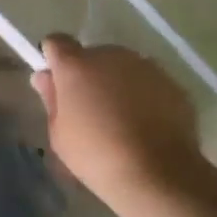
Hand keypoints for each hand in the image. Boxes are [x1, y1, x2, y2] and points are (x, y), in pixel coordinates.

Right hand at [33, 34, 202, 207]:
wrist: (157, 174)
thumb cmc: (96, 156)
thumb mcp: (59, 134)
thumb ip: (51, 99)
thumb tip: (45, 77)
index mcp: (76, 66)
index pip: (57, 43)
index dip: (54, 59)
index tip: (58, 83)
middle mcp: (110, 55)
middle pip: (92, 56)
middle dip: (89, 75)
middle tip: (92, 110)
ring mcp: (145, 66)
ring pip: (123, 68)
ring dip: (118, 84)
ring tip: (123, 120)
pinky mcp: (172, 83)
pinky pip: (149, 83)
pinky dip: (144, 97)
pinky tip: (147, 126)